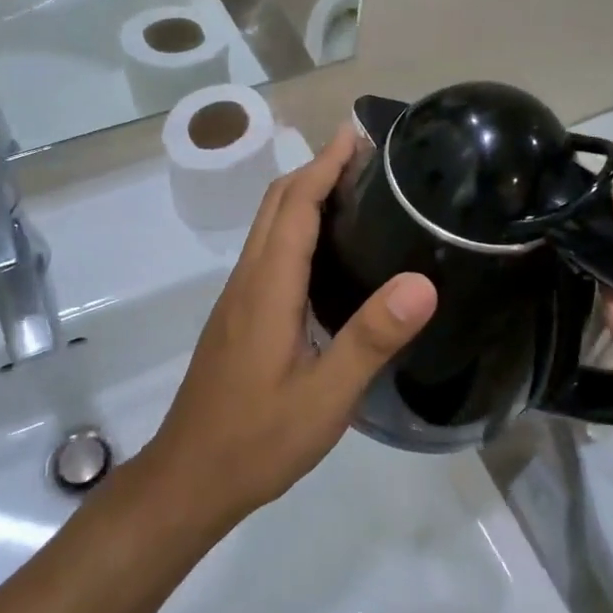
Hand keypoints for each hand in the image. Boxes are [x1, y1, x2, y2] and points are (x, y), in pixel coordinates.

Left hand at [139, 125, 436, 532]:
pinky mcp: (238, 317)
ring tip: (352, 190)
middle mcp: (248, 280)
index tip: (355, 135)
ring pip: (268, 227)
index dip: (324, 165)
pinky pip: (267, 252)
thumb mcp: (326, 396)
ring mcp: (237, 298)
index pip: (295, 206)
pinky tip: (325, 252)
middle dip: (314, 168)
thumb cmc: (257, 439)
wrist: (189, 478)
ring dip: (303, 195)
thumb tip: (423, 283)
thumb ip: (372, 338)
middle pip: (275, 204)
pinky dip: (295, 227)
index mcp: (268, 287)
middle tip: (363, 155)